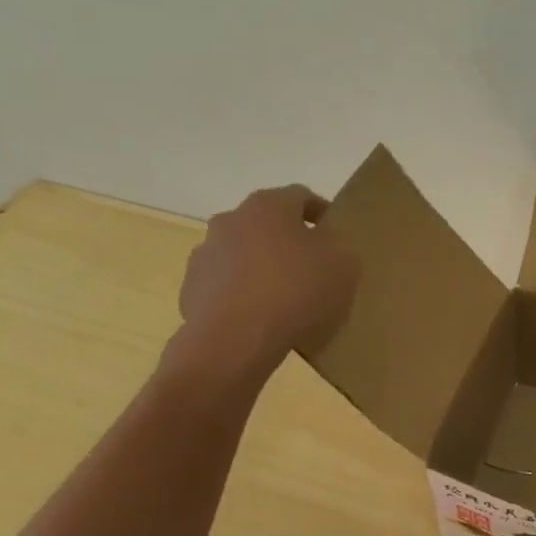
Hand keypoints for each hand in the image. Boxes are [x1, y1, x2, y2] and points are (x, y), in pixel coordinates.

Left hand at [172, 185, 360, 384]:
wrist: (236, 339)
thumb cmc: (296, 292)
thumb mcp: (344, 266)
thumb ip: (339, 248)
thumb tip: (326, 247)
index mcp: (268, 206)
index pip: (300, 196)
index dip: (320, 211)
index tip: (334, 232)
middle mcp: (230, 220)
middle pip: (266, 223)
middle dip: (287, 240)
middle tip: (310, 266)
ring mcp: (205, 254)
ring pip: (242, 253)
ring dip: (261, 266)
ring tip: (283, 297)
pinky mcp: (191, 288)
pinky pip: (225, 284)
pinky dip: (242, 293)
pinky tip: (259, 317)